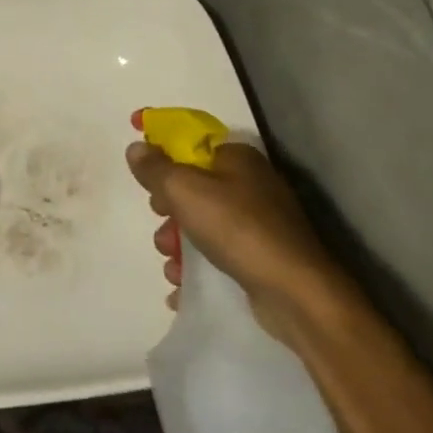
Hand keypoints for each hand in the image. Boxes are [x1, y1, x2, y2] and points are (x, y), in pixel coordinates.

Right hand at [126, 134, 347, 343]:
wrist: (296, 294)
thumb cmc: (237, 228)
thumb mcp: (184, 189)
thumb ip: (155, 167)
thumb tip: (137, 149)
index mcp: (237, 157)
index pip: (190, 138)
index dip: (160, 139)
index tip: (136, 150)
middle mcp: (250, 184)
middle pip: (191, 184)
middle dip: (167, 205)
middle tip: (160, 218)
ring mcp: (258, 223)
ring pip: (199, 222)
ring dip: (176, 241)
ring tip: (171, 261)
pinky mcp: (259, 257)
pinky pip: (215, 253)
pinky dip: (194, 266)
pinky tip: (181, 282)